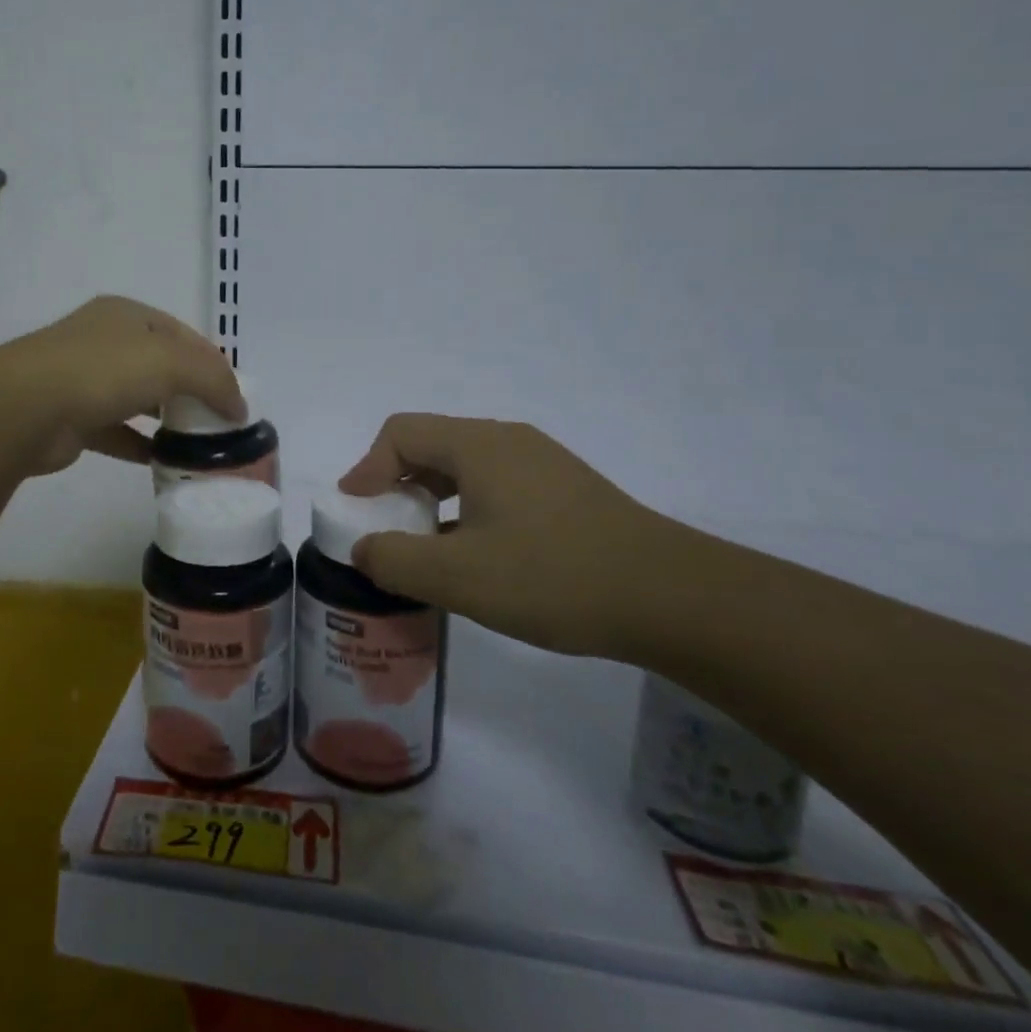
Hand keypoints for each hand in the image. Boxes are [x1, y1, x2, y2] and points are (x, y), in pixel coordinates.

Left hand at [0, 296, 244, 476]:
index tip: (236, 395)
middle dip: (192, 391)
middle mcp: (105, 341)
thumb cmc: (103, 370)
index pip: (183, 335)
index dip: (213, 362)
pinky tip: (164, 461)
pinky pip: (117, 432)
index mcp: (128, 315)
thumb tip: (239, 407)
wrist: (25, 408)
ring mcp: (85, 380)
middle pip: (161, 365)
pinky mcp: (73, 419)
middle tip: (221, 421)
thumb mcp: (171, 362)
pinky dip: (141, 444)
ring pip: (139, 398)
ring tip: (200, 443)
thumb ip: (213, 379)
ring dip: (167, 418)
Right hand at [338, 413, 677, 658]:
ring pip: (466, 467)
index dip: (367, 467)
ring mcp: (542, 463)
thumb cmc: (554, 577)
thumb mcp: (459, 577)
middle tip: (386, 530)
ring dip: (433, 499)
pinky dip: (468, 509)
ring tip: (427, 547)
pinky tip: (478, 555)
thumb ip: (395, 560)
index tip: (357, 511)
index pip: (401, 433)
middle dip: (397, 484)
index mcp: (479, 445)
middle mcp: (508, 441)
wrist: (673, 598)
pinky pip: (497, 485)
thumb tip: (364, 549)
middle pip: (432, 445)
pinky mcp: (566, 490)